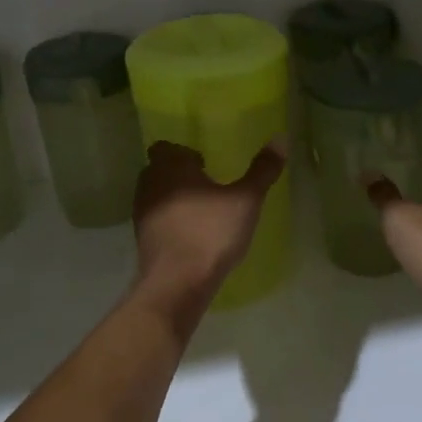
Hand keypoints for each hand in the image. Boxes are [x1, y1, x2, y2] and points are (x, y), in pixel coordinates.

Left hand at [132, 141, 285, 324]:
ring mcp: (142, 213)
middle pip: (159, 170)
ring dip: (174, 198)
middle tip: (208, 183)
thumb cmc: (210, 233)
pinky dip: (171, 221)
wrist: (177, 284)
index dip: (184, 153)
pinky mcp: (142, 240)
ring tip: (203, 209)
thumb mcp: (245, 200)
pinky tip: (192, 233)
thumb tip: (280, 138)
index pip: (166, 147)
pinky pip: (157, 220)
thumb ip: (262, 170)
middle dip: (179, 174)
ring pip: (156, 195)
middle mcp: (150, 184)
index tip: (205, 163)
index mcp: (170, 167)